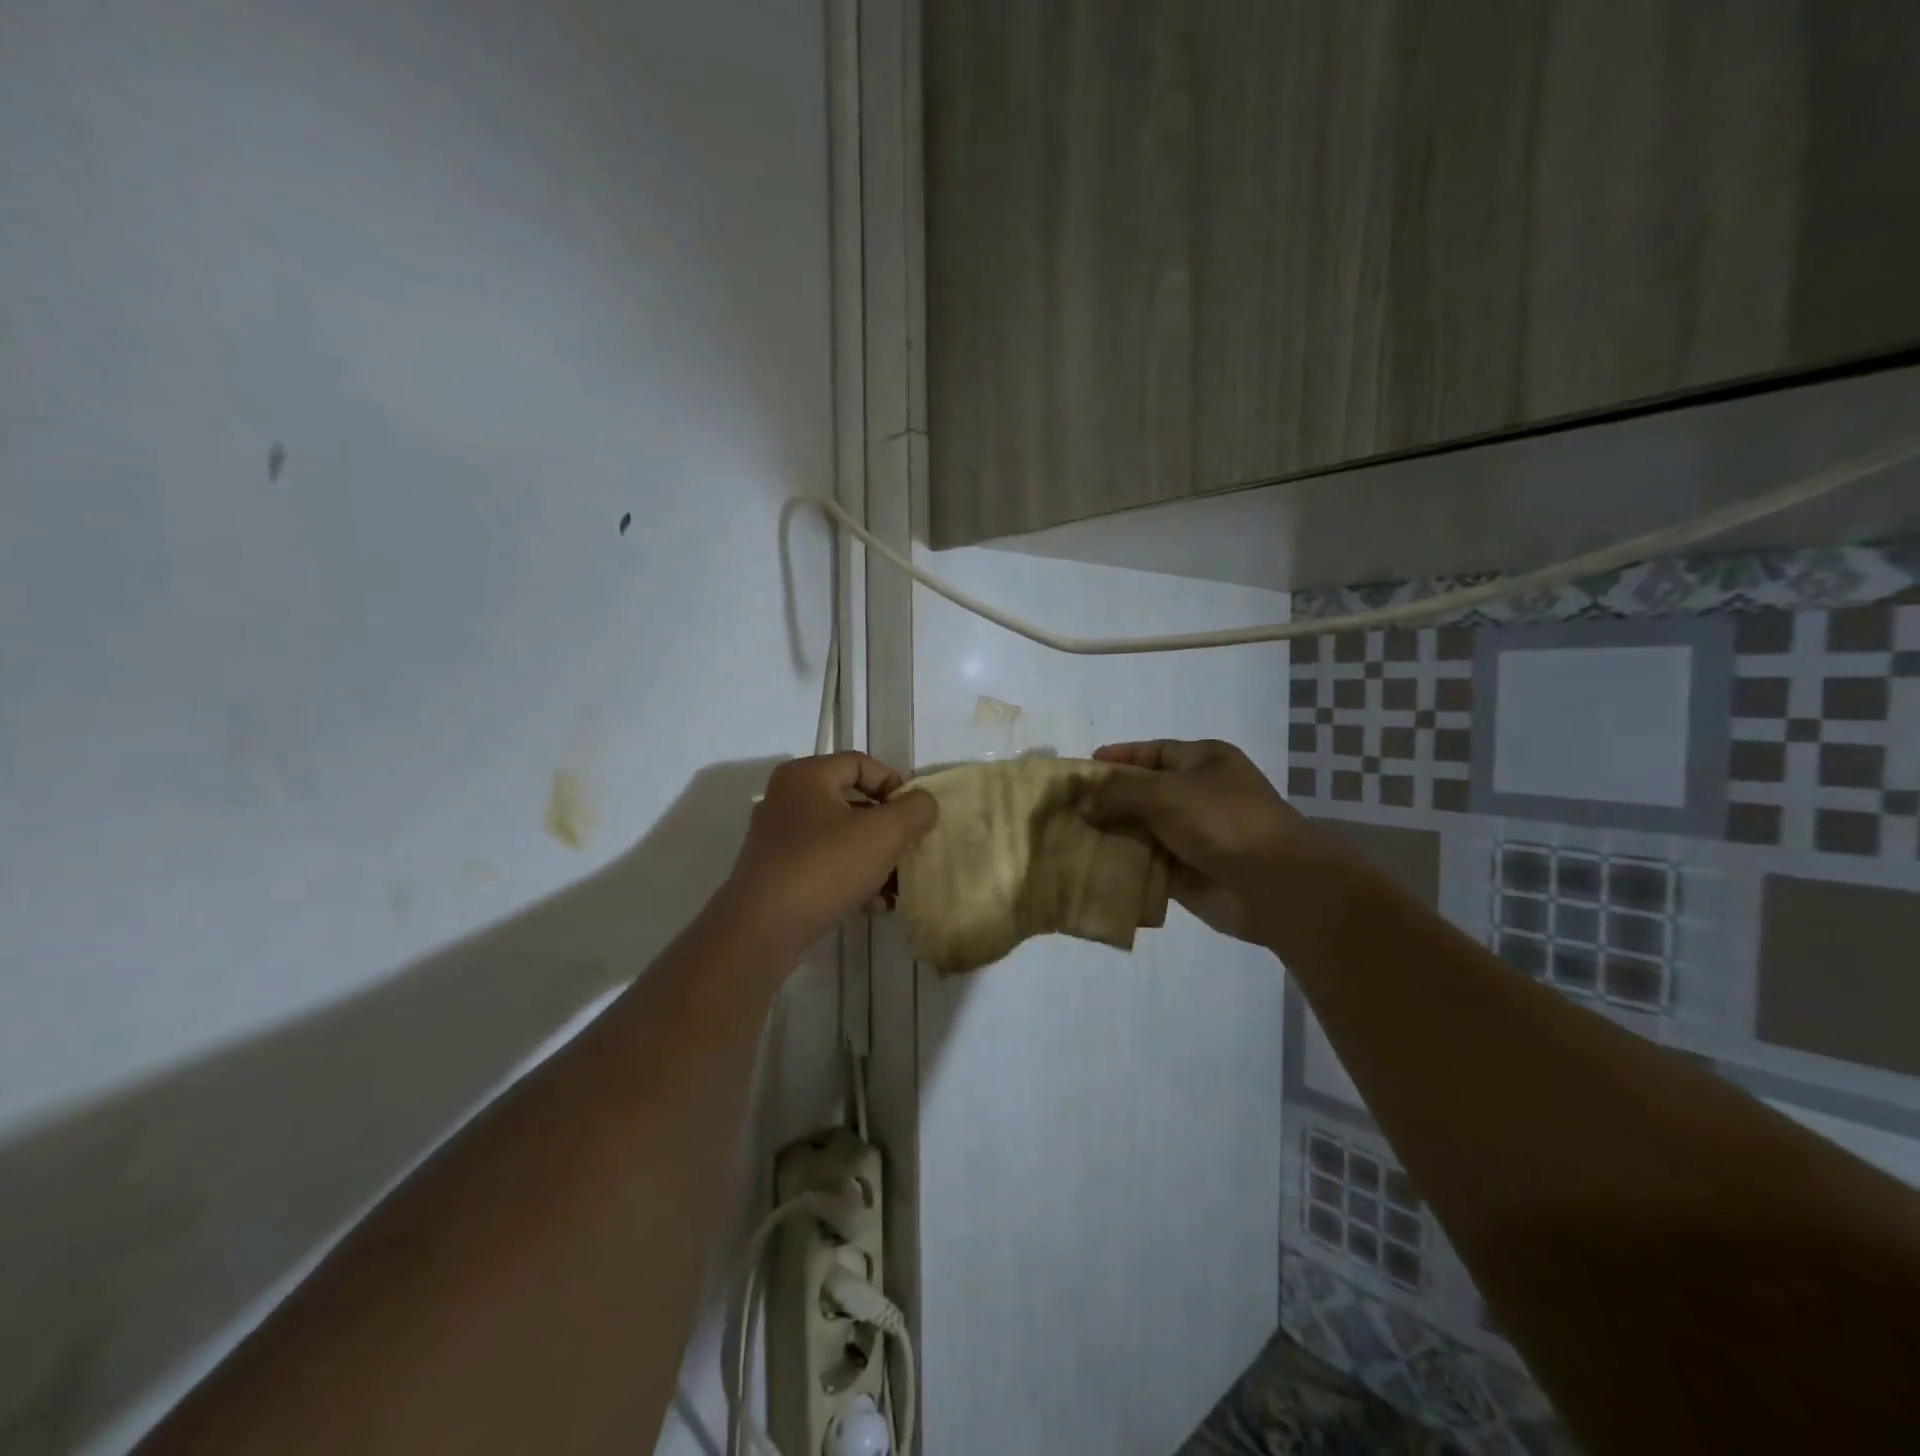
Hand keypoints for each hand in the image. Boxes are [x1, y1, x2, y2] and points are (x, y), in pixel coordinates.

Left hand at [721, 752, 937, 951]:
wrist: (760, 931)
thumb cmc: (824, 868)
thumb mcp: (882, 834)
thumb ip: (913, 810)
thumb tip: (924, 803)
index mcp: (805, 777)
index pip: (861, 763)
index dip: (895, 784)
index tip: (916, 816)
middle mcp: (786, 800)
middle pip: (852, 803)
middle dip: (887, 829)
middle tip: (910, 849)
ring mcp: (778, 840)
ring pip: (840, 839)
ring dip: (874, 859)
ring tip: (898, 885)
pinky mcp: (777, 875)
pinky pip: (824, 866)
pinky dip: (851, 879)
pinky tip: (875, 905)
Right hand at [1081, 739, 1316, 945]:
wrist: (1275, 885)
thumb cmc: (1223, 821)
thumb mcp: (1165, 792)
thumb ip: (1119, 792)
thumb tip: (1082, 801)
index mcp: (1203, 761)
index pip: (1152, 752)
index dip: (1117, 758)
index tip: (1079, 770)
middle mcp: (1198, 794)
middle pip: (1142, 792)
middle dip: (1106, 801)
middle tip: (1064, 809)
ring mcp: (1193, 835)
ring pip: (1141, 830)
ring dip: (1110, 835)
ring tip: (1067, 839)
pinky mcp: (1187, 872)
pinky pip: (1146, 864)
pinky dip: (1122, 865)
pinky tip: (1090, 867)